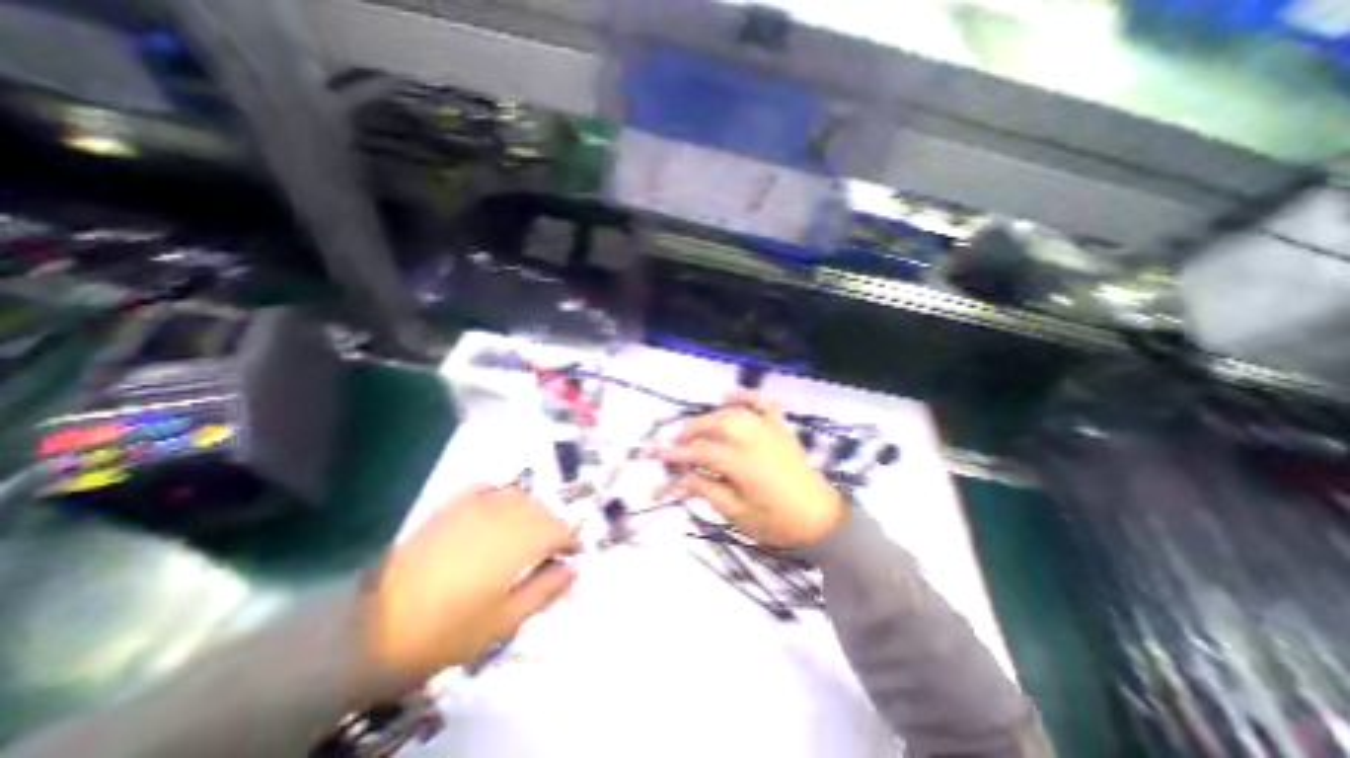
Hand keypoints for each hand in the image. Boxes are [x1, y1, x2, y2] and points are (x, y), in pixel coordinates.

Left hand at [366, 486, 576, 679]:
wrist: (371, 628)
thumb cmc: (445, 632)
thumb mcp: (503, 623)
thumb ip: (543, 590)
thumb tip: (572, 568)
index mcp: (520, 543)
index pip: (560, 528)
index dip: (568, 541)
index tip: (564, 557)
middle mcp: (504, 515)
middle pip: (542, 509)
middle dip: (550, 526)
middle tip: (542, 552)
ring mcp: (475, 506)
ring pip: (518, 495)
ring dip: (527, 510)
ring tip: (519, 532)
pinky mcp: (449, 506)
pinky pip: (484, 487)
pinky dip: (496, 494)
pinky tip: (492, 510)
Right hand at [653, 391, 840, 545]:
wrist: (821, 520)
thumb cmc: (778, 523)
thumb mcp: (739, 515)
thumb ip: (709, 491)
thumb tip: (681, 478)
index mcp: (740, 463)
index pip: (698, 453)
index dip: (674, 453)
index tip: (655, 453)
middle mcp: (752, 439)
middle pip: (713, 426)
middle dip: (690, 430)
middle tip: (675, 441)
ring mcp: (769, 430)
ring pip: (733, 413)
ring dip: (710, 416)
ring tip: (697, 426)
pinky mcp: (781, 429)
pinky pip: (762, 404)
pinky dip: (746, 396)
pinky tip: (730, 395)